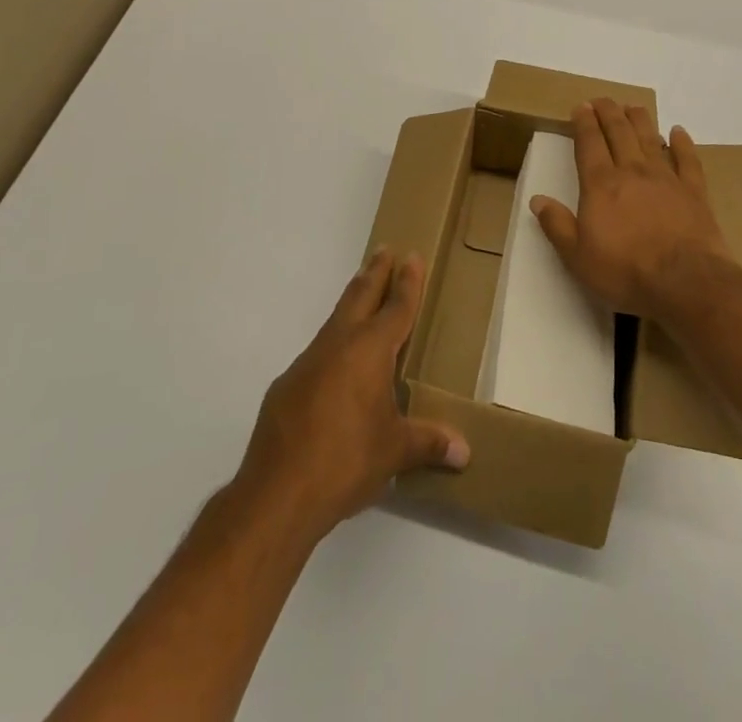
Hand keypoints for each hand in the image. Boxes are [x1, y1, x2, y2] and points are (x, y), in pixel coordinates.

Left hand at [236, 250, 468, 543]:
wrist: (278, 491)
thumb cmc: (347, 461)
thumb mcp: (395, 452)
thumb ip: (428, 444)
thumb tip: (464, 452)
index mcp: (370, 351)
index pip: (396, 307)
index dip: (407, 282)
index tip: (411, 256)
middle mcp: (339, 344)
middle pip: (360, 296)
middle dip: (375, 272)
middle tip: (384, 250)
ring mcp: (308, 362)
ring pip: (335, 320)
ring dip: (352, 303)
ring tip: (362, 294)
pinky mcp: (287, 385)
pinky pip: (318, 352)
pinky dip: (333, 344)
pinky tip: (335, 365)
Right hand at [531, 99, 734, 319]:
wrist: (686, 282)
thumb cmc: (626, 271)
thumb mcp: (578, 257)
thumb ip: (557, 225)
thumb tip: (537, 199)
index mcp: (601, 185)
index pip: (590, 144)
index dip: (584, 123)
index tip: (581, 107)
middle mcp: (632, 172)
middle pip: (619, 133)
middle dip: (609, 113)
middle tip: (602, 99)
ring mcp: (666, 179)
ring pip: (651, 139)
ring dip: (640, 120)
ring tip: (632, 106)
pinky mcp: (694, 193)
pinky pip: (688, 160)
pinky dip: (683, 143)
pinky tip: (679, 131)